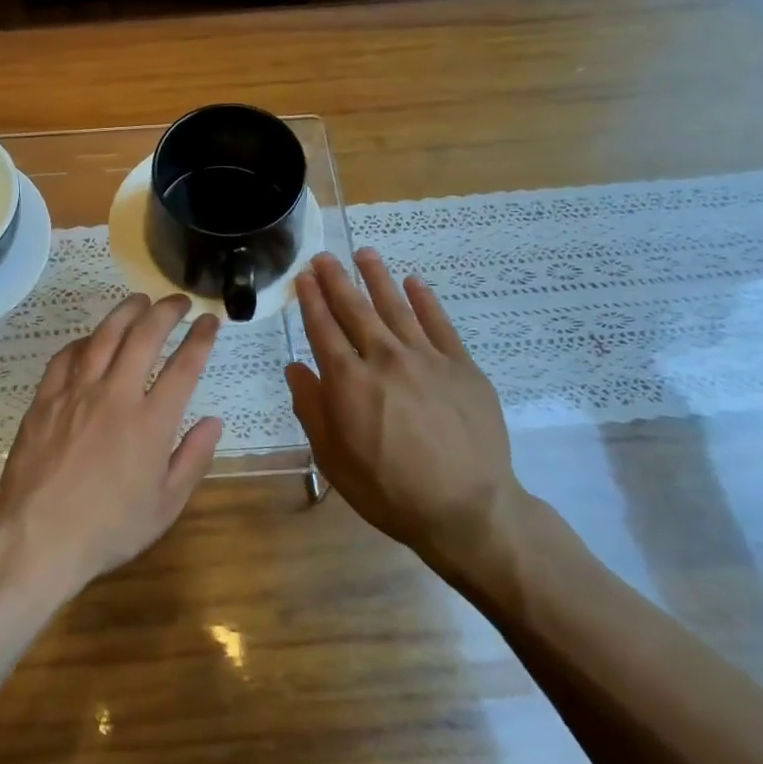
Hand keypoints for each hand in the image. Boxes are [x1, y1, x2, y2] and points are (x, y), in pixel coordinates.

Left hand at [0, 294, 223, 595]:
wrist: (38, 537)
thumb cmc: (109, 529)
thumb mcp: (165, 505)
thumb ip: (192, 459)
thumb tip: (213, 421)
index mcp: (151, 423)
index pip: (184, 366)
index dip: (200, 338)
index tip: (209, 320)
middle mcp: (116, 396)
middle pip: (144, 336)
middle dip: (166, 312)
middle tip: (178, 301)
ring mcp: (76, 393)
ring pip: (103, 336)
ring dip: (125, 312)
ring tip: (139, 301)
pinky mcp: (46, 399)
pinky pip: (65, 357)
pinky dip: (83, 341)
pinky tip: (90, 339)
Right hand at [286, 250, 527, 586]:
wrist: (467, 509)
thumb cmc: (388, 490)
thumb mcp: (333, 458)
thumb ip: (311, 407)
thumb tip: (295, 368)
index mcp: (348, 381)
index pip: (323, 328)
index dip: (311, 300)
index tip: (303, 277)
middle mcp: (384, 358)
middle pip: (356, 309)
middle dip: (337, 280)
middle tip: (324, 257)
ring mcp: (427, 358)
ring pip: (396, 306)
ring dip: (378, 277)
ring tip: (365, 254)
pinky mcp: (462, 366)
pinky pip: (440, 323)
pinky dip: (425, 300)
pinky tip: (414, 283)